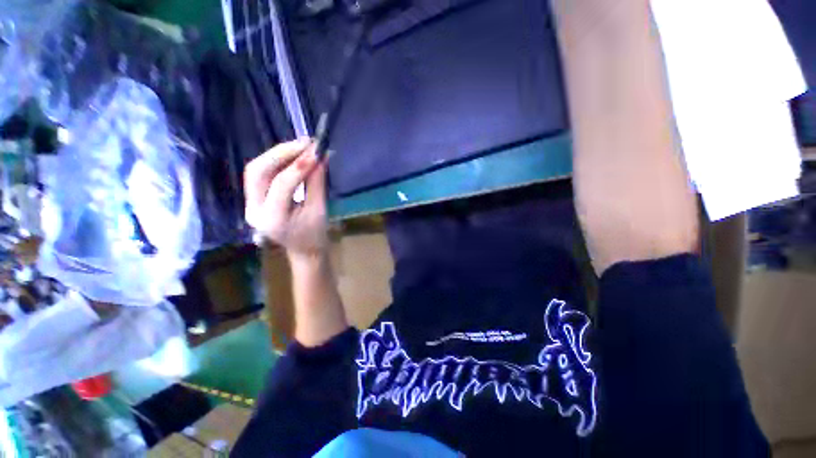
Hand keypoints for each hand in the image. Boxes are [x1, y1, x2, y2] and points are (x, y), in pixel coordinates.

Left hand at [244, 139, 328, 258]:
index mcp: (273, 219)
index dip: (300, 165)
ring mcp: (250, 204)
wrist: (304, 250)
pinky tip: (291, 155)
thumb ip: (317, 182)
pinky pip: (260, 174)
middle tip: (305, 143)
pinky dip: (276, 161)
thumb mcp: (320, 210)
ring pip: (256, 170)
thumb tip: (321, 157)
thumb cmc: (315, 235)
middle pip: (258, 171)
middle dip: (281, 152)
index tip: (317, 150)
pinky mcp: (253, 199)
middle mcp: (254, 210)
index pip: (283, 184)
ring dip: (277, 154)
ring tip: (300, 146)